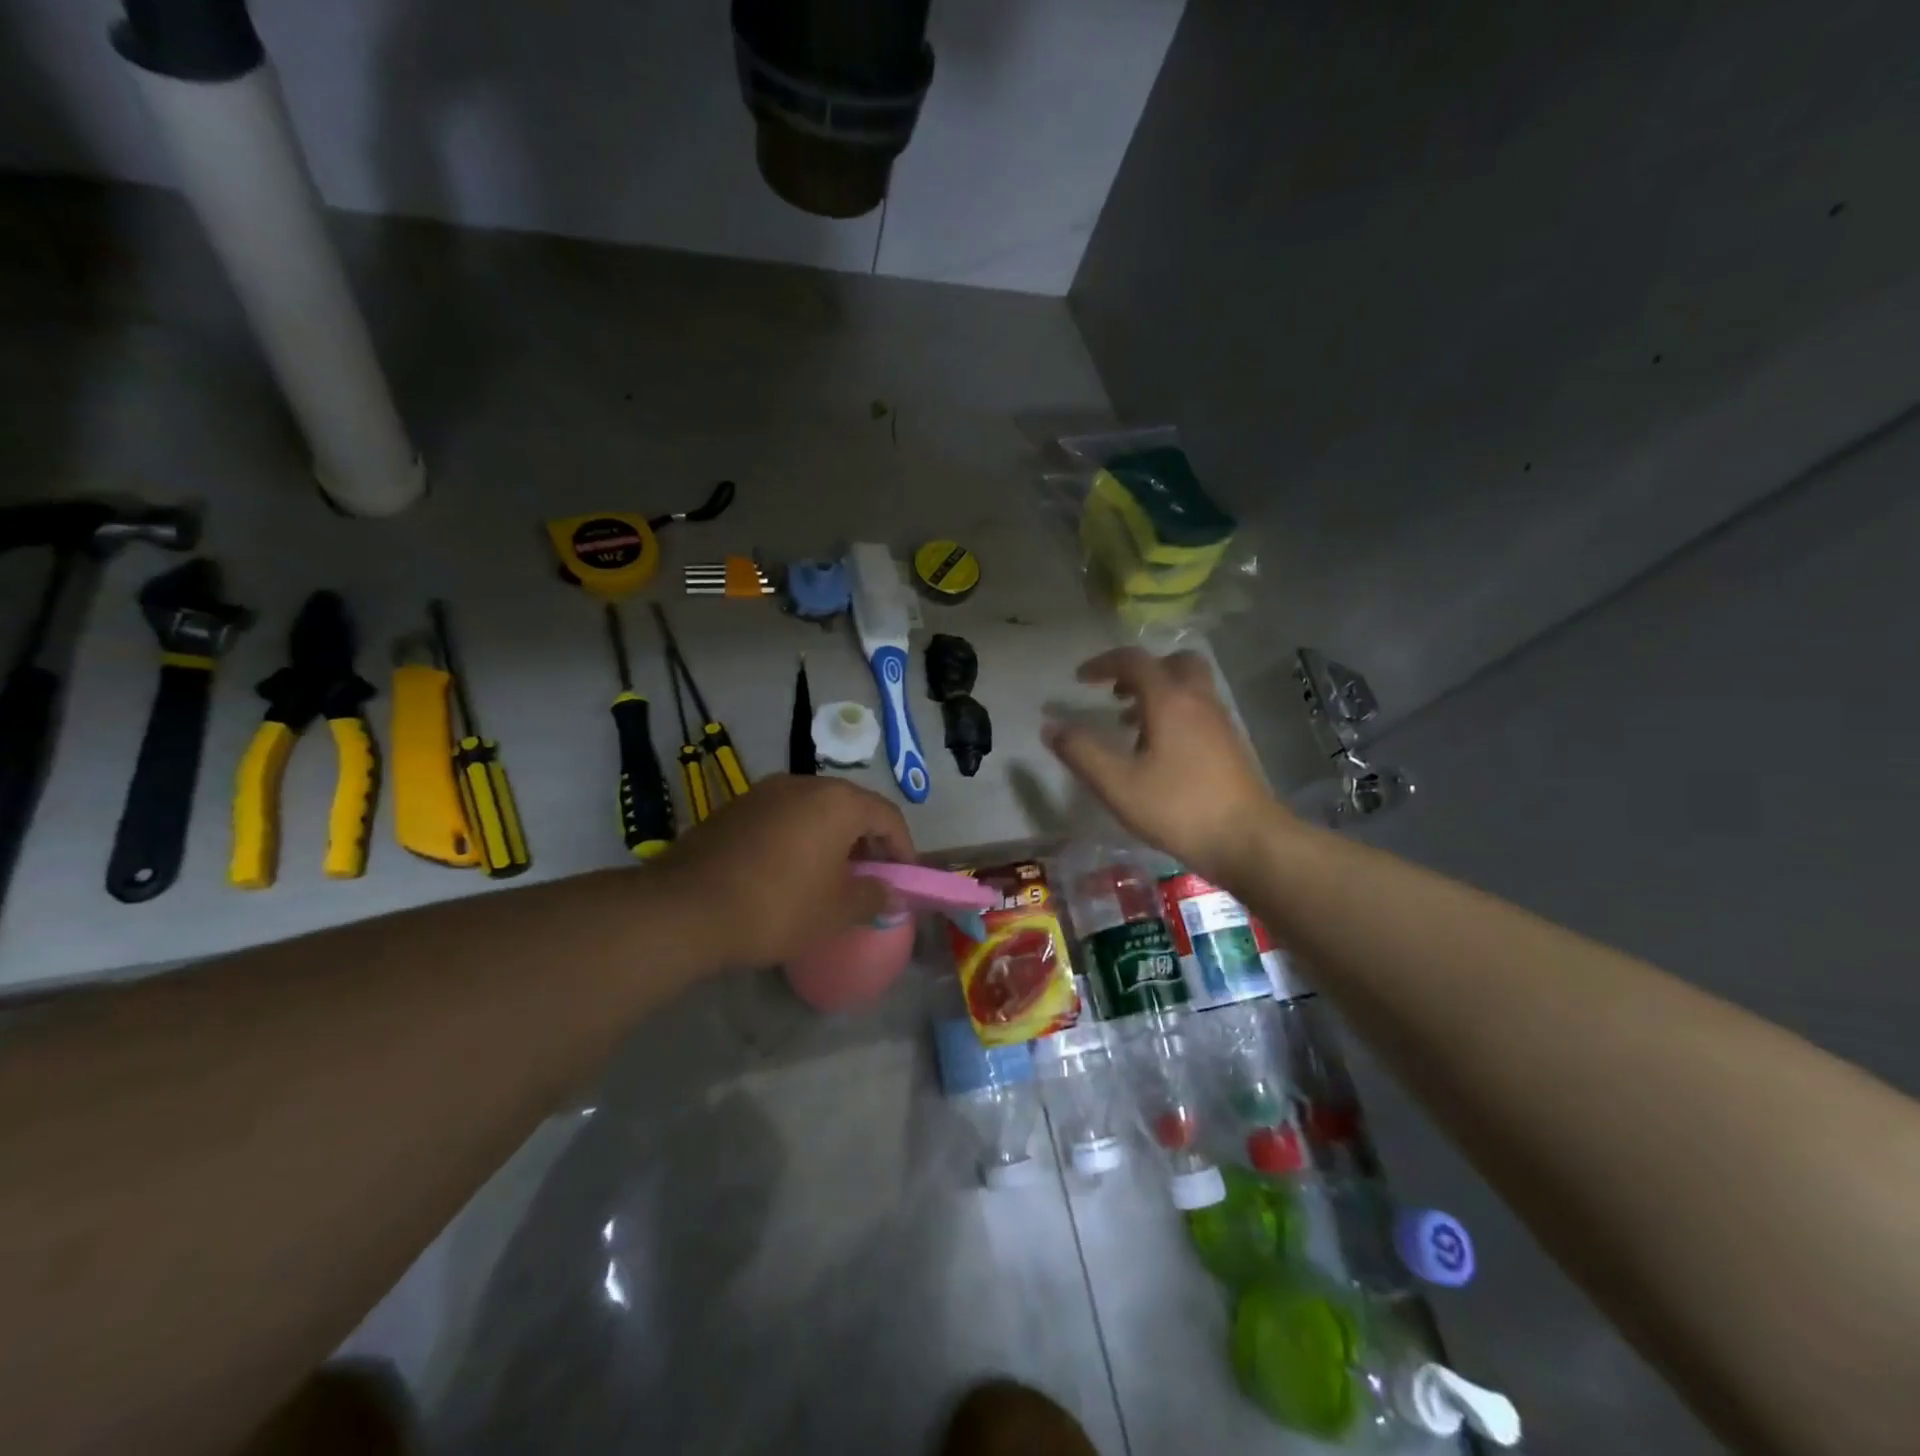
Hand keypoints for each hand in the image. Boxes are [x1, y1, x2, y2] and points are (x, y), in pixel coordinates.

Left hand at [654, 774, 915, 972]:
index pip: (887, 815)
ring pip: (813, 809)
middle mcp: (803, 784)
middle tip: (870, 876)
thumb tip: (890, 894)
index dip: (902, 847)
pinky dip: (797, 838)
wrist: (687, 908)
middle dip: (866, 840)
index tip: (903, 877)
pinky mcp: (734, 808)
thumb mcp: (836, 911)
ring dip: (830, 838)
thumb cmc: (778, 906)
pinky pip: (781, 817)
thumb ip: (873, 897)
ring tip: (829, 875)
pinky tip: (787, 871)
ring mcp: (764, 792)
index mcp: (837, 802)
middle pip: (850, 806)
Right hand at [1043, 648, 1281, 881]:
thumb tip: (1051, 726)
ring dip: (1157, 693)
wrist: (1248, 839)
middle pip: (1172, 662)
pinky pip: (1199, 709)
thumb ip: (1081, 752)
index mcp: (1169, 699)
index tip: (1080, 679)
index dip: (1102, 664)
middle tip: (1115, 694)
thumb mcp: (1117, 784)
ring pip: (1188, 686)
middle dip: (1139, 672)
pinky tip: (1159, 752)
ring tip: (1128, 726)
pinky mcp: (1231, 743)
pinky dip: (1174, 713)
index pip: (1133, 660)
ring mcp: (1220, 720)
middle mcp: (1198, 700)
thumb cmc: (1178, 807)